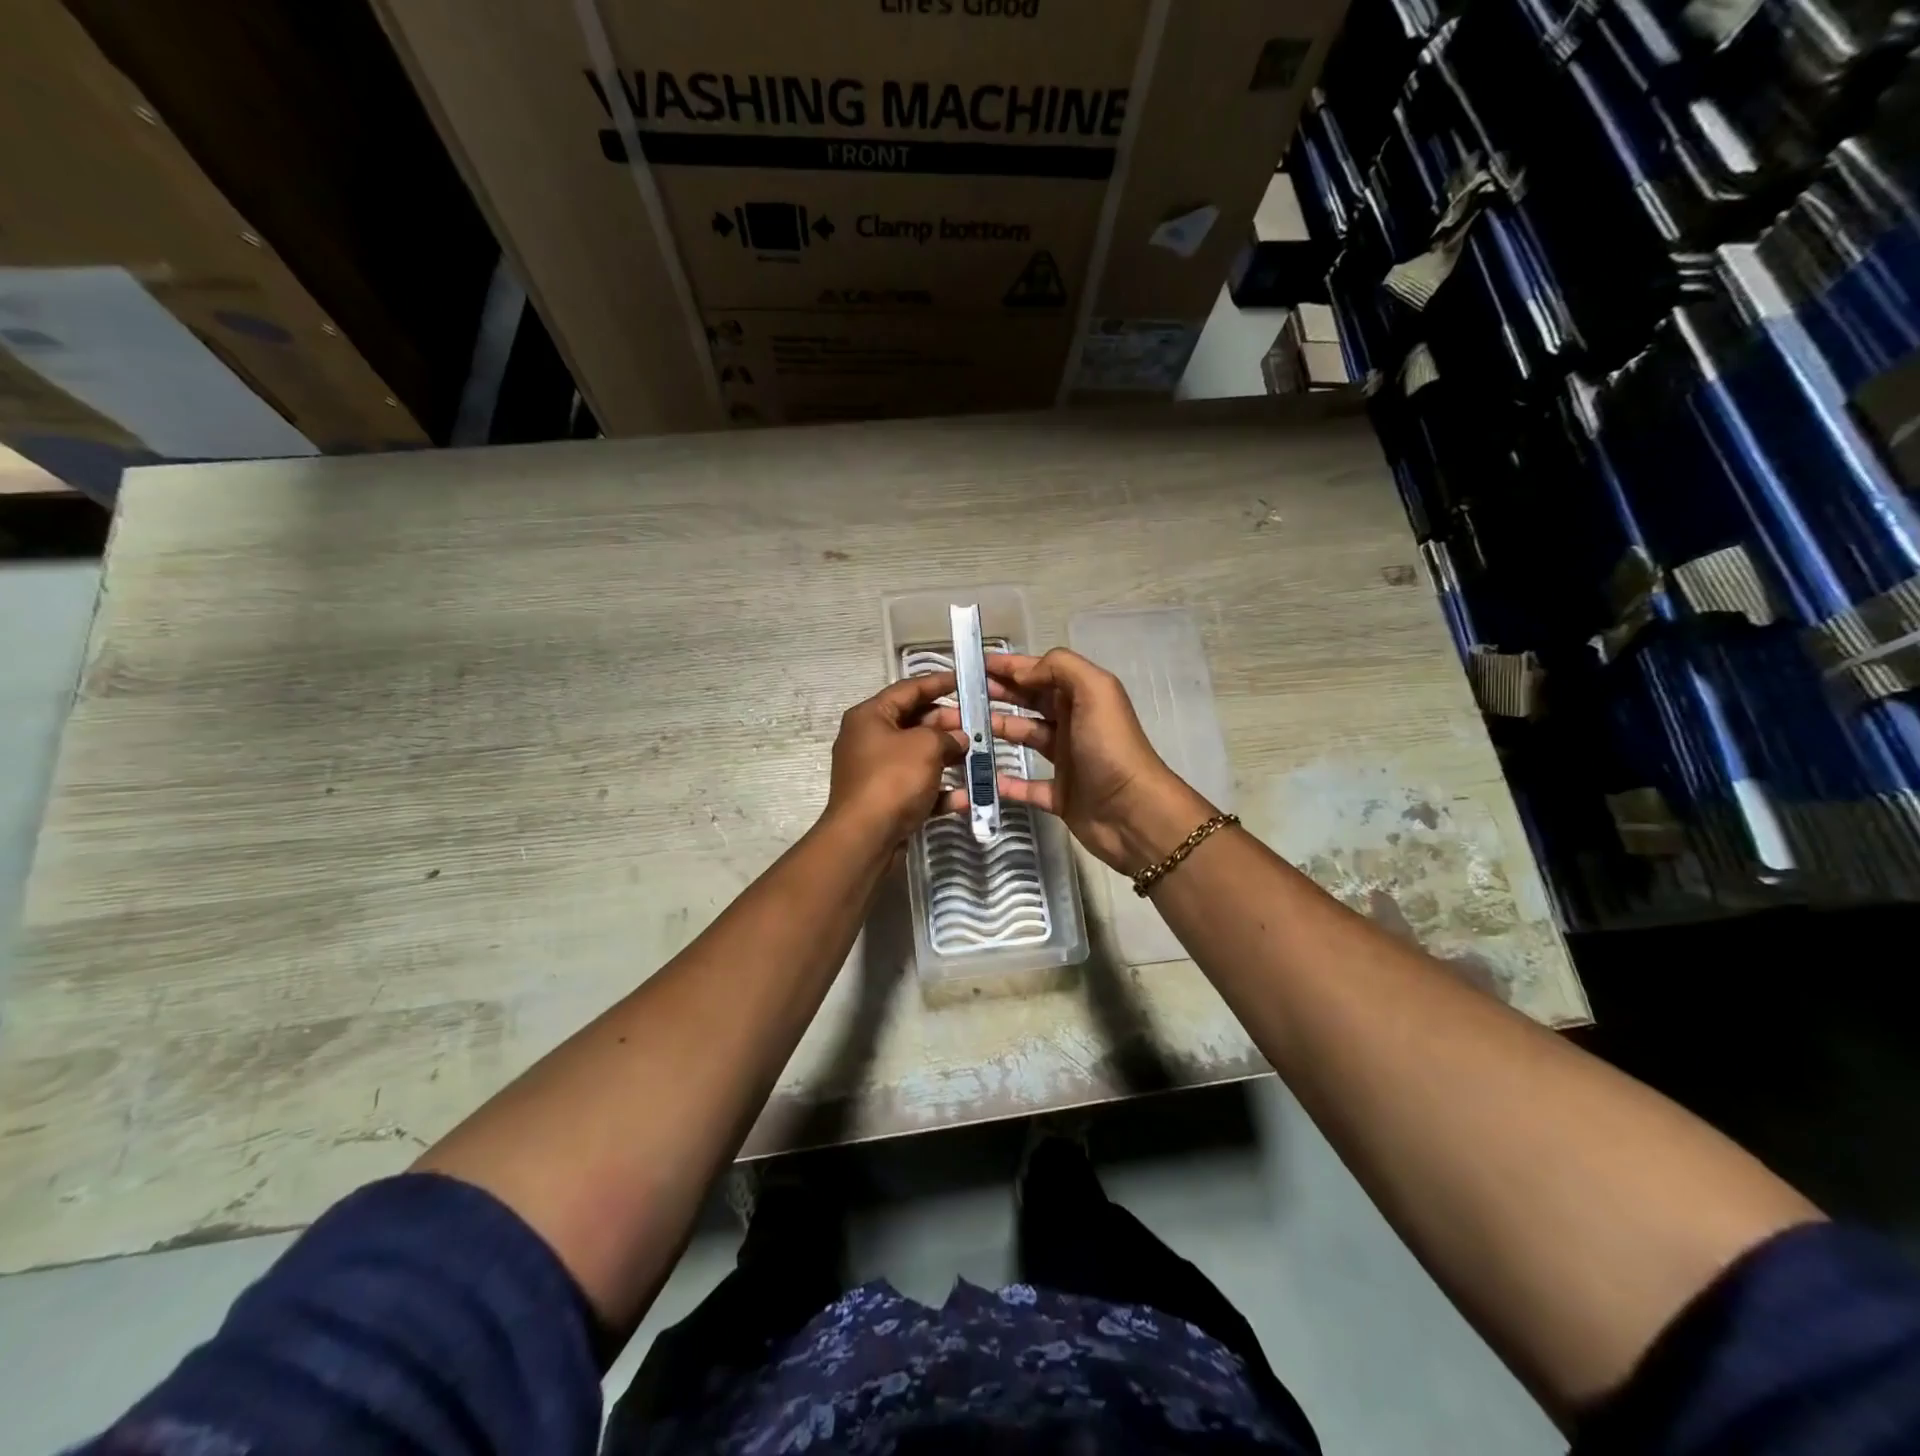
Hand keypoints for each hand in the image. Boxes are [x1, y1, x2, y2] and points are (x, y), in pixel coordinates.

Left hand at [824, 673, 966, 847]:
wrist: (865, 837)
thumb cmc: (892, 779)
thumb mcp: (925, 747)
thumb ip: (947, 735)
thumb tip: (959, 738)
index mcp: (870, 716)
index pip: (908, 689)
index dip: (938, 683)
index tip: (964, 680)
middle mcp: (869, 740)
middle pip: (914, 723)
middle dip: (948, 724)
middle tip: (979, 724)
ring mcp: (876, 772)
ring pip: (919, 757)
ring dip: (949, 757)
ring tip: (979, 756)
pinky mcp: (886, 801)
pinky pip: (918, 788)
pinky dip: (940, 790)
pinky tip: (967, 796)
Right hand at [934, 649, 1215, 872]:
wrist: (1134, 814)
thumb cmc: (1111, 748)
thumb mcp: (1095, 691)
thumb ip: (1059, 668)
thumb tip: (1022, 673)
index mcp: (1082, 697)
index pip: (1040, 672)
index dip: (1009, 666)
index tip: (972, 663)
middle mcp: (1073, 723)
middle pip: (1029, 702)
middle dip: (997, 694)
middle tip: (959, 695)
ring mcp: (1066, 760)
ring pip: (1024, 738)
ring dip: (995, 731)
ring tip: (961, 729)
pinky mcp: (1060, 796)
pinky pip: (1026, 786)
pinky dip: (1004, 782)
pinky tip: (980, 777)